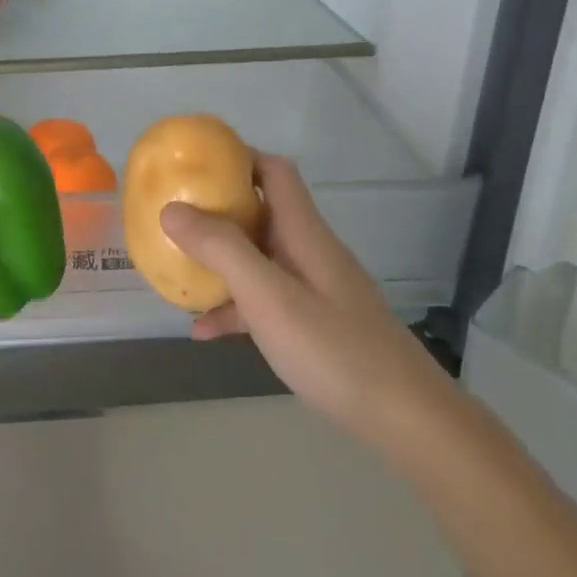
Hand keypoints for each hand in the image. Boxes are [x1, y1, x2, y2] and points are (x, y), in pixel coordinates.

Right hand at [159, 155, 437, 437]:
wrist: (405, 419)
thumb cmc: (334, 349)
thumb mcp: (269, 297)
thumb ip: (222, 250)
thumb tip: (172, 208)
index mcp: (304, 233)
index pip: (274, 172)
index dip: (237, 157)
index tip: (193, 163)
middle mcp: (309, 252)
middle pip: (260, 213)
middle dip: (215, 210)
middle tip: (171, 217)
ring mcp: (313, 289)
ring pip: (257, 259)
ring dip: (219, 261)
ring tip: (175, 271)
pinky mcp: (313, 323)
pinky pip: (264, 301)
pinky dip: (234, 307)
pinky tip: (204, 331)